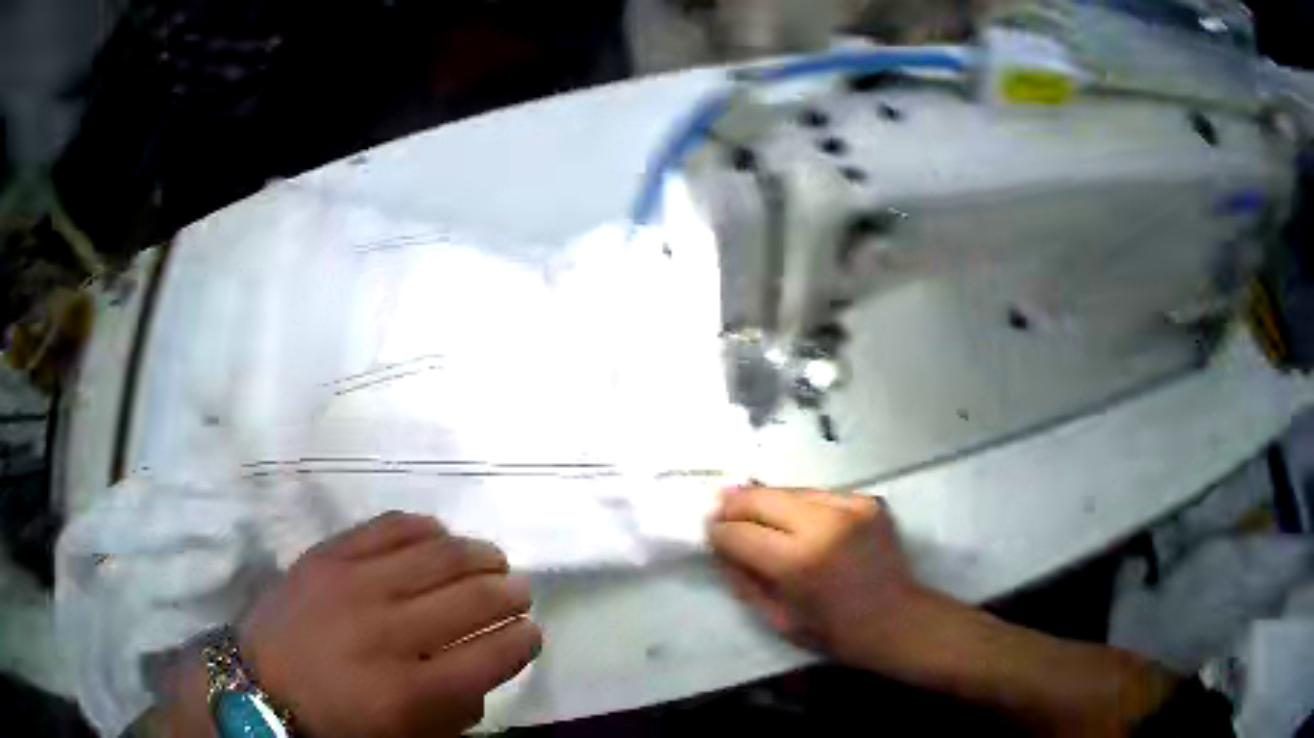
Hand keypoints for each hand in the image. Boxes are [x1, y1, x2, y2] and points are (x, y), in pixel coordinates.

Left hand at [236, 512, 541, 737]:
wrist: (258, 685)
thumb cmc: (335, 722)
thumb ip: (454, 712)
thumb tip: (484, 670)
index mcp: (409, 691)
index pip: (489, 656)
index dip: (522, 641)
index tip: (532, 633)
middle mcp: (388, 632)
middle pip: (470, 599)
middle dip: (509, 594)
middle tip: (520, 591)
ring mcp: (355, 585)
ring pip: (437, 555)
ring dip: (478, 555)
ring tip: (493, 559)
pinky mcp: (328, 555)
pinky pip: (388, 527)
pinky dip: (424, 527)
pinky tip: (441, 532)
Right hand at [707, 486, 930, 671]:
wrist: (897, 620)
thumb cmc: (835, 633)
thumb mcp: (778, 618)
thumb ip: (744, 580)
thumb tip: (720, 548)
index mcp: (798, 562)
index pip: (741, 533)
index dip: (718, 531)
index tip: (708, 530)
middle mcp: (823, 524)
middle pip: (763, 498)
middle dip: (735, 503)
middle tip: (719, 507)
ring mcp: (850, 507)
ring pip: (791, 490)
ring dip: (767, 499)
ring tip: (750, 506)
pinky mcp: (868, 501)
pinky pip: (820, 495)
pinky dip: (801, 504)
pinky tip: (795, 516)